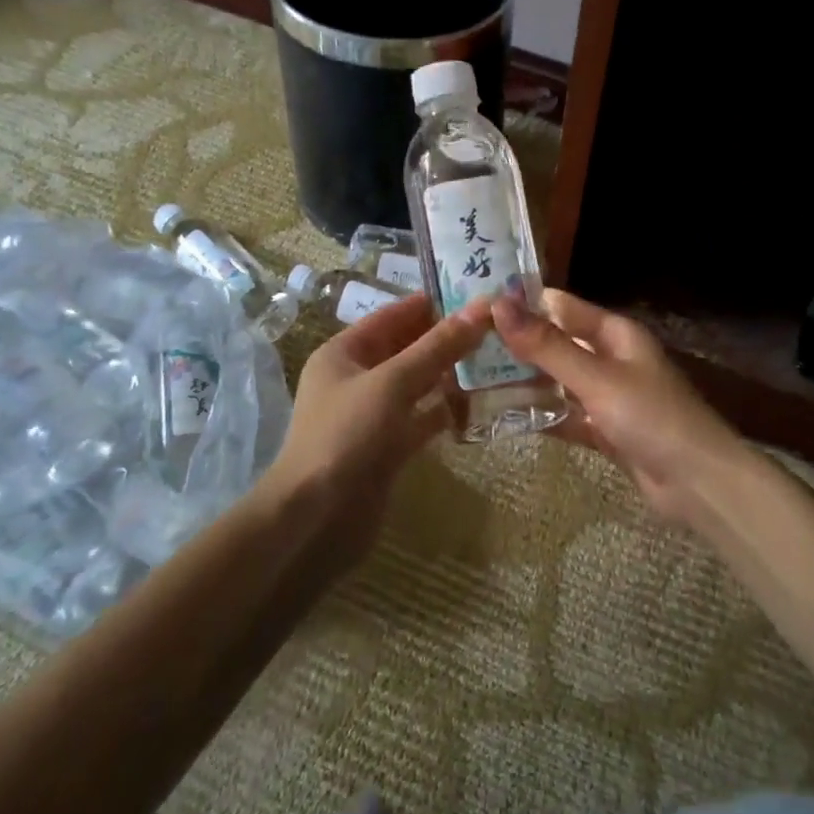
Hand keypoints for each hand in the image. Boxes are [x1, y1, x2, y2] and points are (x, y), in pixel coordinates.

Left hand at [263, 294, 491, 554]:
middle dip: (447, 337)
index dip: (432, 302)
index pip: (393, 315)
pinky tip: (480, 401)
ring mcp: (373, 414)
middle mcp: (357, 378)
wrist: (316, 520)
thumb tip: (480, 308)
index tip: (477, 293)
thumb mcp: (392, 383)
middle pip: (408, 347)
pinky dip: (446, 409)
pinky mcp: (388, 447)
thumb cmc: (346, 437)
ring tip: (497, 357)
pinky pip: (422, 418)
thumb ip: (437, 347)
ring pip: (418, 383)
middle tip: (497, 325)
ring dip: (451, 372)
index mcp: (344, 353)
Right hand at [492, 290, 750, 525]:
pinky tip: (506, 418)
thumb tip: (499, 306)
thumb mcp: (595, 377)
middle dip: (519, 345)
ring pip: (560, 381)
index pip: (561, 306)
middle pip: (558, 343)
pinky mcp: (607, 430)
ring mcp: (609, 396)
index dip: (522, 304)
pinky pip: (568, 416)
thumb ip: (547, 345)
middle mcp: (611, 358)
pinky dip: (543, 416)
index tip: (476, 307)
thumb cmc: (650, 417)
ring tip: (474, 380)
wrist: (698, 483)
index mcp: (615, 333)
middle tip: (466, 347)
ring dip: (526, 381)